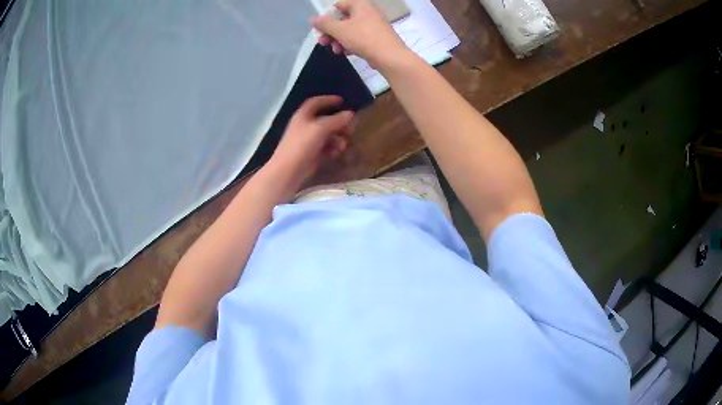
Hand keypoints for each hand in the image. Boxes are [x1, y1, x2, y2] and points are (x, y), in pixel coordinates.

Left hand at [266, 95, 354, 194]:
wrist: (288, 170)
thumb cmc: (302, 145)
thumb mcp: (321, 128)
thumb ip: (336, 120)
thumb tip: (350, 114)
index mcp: (303, 116)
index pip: (315, 102)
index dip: (328, 100)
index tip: (342, 101)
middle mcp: (305, 126)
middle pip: (325, 120)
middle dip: (339, 123)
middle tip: (351, 128)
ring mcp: (307, 141)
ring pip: (327, 135)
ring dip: (337, 138)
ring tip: (344, 145)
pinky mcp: (311, 154)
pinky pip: (325, 148)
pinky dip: (332, 149)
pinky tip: (336, 153)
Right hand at [313, 0, 409, 68]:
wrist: (390, 56)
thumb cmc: (364, 38)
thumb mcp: (339, 30)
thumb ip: (324, 24)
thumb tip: (313, 19)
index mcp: (360, 5)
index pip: (339, 5)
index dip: (327, 17)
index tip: (320, 29)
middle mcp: (368, 12)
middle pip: (343, 19)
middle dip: (332, 32)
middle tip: (323, 43)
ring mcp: (375, 25)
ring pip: (351, 30)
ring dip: (339, 40)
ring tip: (336, 51)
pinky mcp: (378, 37)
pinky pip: (360, 38)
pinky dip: (351, 44)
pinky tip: (346, 53)